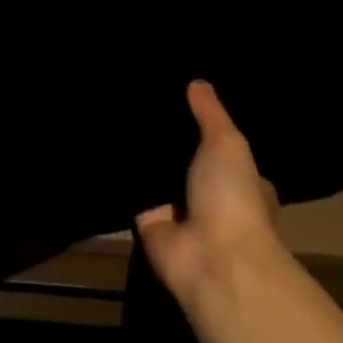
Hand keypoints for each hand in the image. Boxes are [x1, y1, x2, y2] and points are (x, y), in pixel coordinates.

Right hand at [136, 82, 297, 316]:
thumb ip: (210, 114)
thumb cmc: (232, 197)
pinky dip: (120, 174)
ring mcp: (179, 211)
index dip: (205, 128)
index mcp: (242, 180)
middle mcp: (211, 197)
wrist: (211, 260)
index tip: (180, 99)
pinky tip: (100, 143)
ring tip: (114, 112)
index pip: (222, 148)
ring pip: (157, 175)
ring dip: (142, 156)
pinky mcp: (148, 222)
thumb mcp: (227, 143)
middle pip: (185, 160)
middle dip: (168, 141)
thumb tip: (198, 82)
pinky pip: (132, 191)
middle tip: (138, 99)